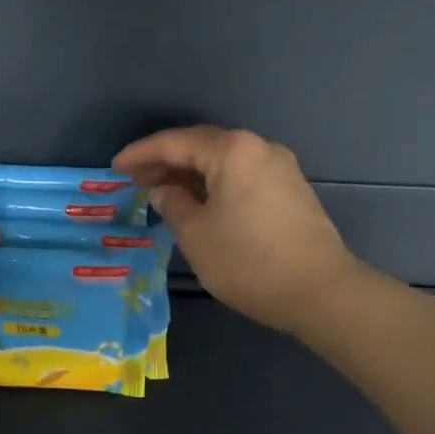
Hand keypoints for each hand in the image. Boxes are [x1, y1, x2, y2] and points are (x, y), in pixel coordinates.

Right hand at [114, 126, 360, 334]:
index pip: (176, 142)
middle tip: (134, 180)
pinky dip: (215, 185)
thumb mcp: (196, 235)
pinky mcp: (291, 191)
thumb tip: (163, 191)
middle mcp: (259, 148)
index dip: (141, 154)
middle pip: (202, 146)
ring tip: (161, 192)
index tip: (115, 168)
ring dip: (191, 174)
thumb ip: (173, 205)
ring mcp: (280, 168)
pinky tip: (199, 204)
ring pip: (224, 162)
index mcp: (232, 151)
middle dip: (166, 161)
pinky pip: (242, 176)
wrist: (319, 291)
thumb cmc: (248, 261)